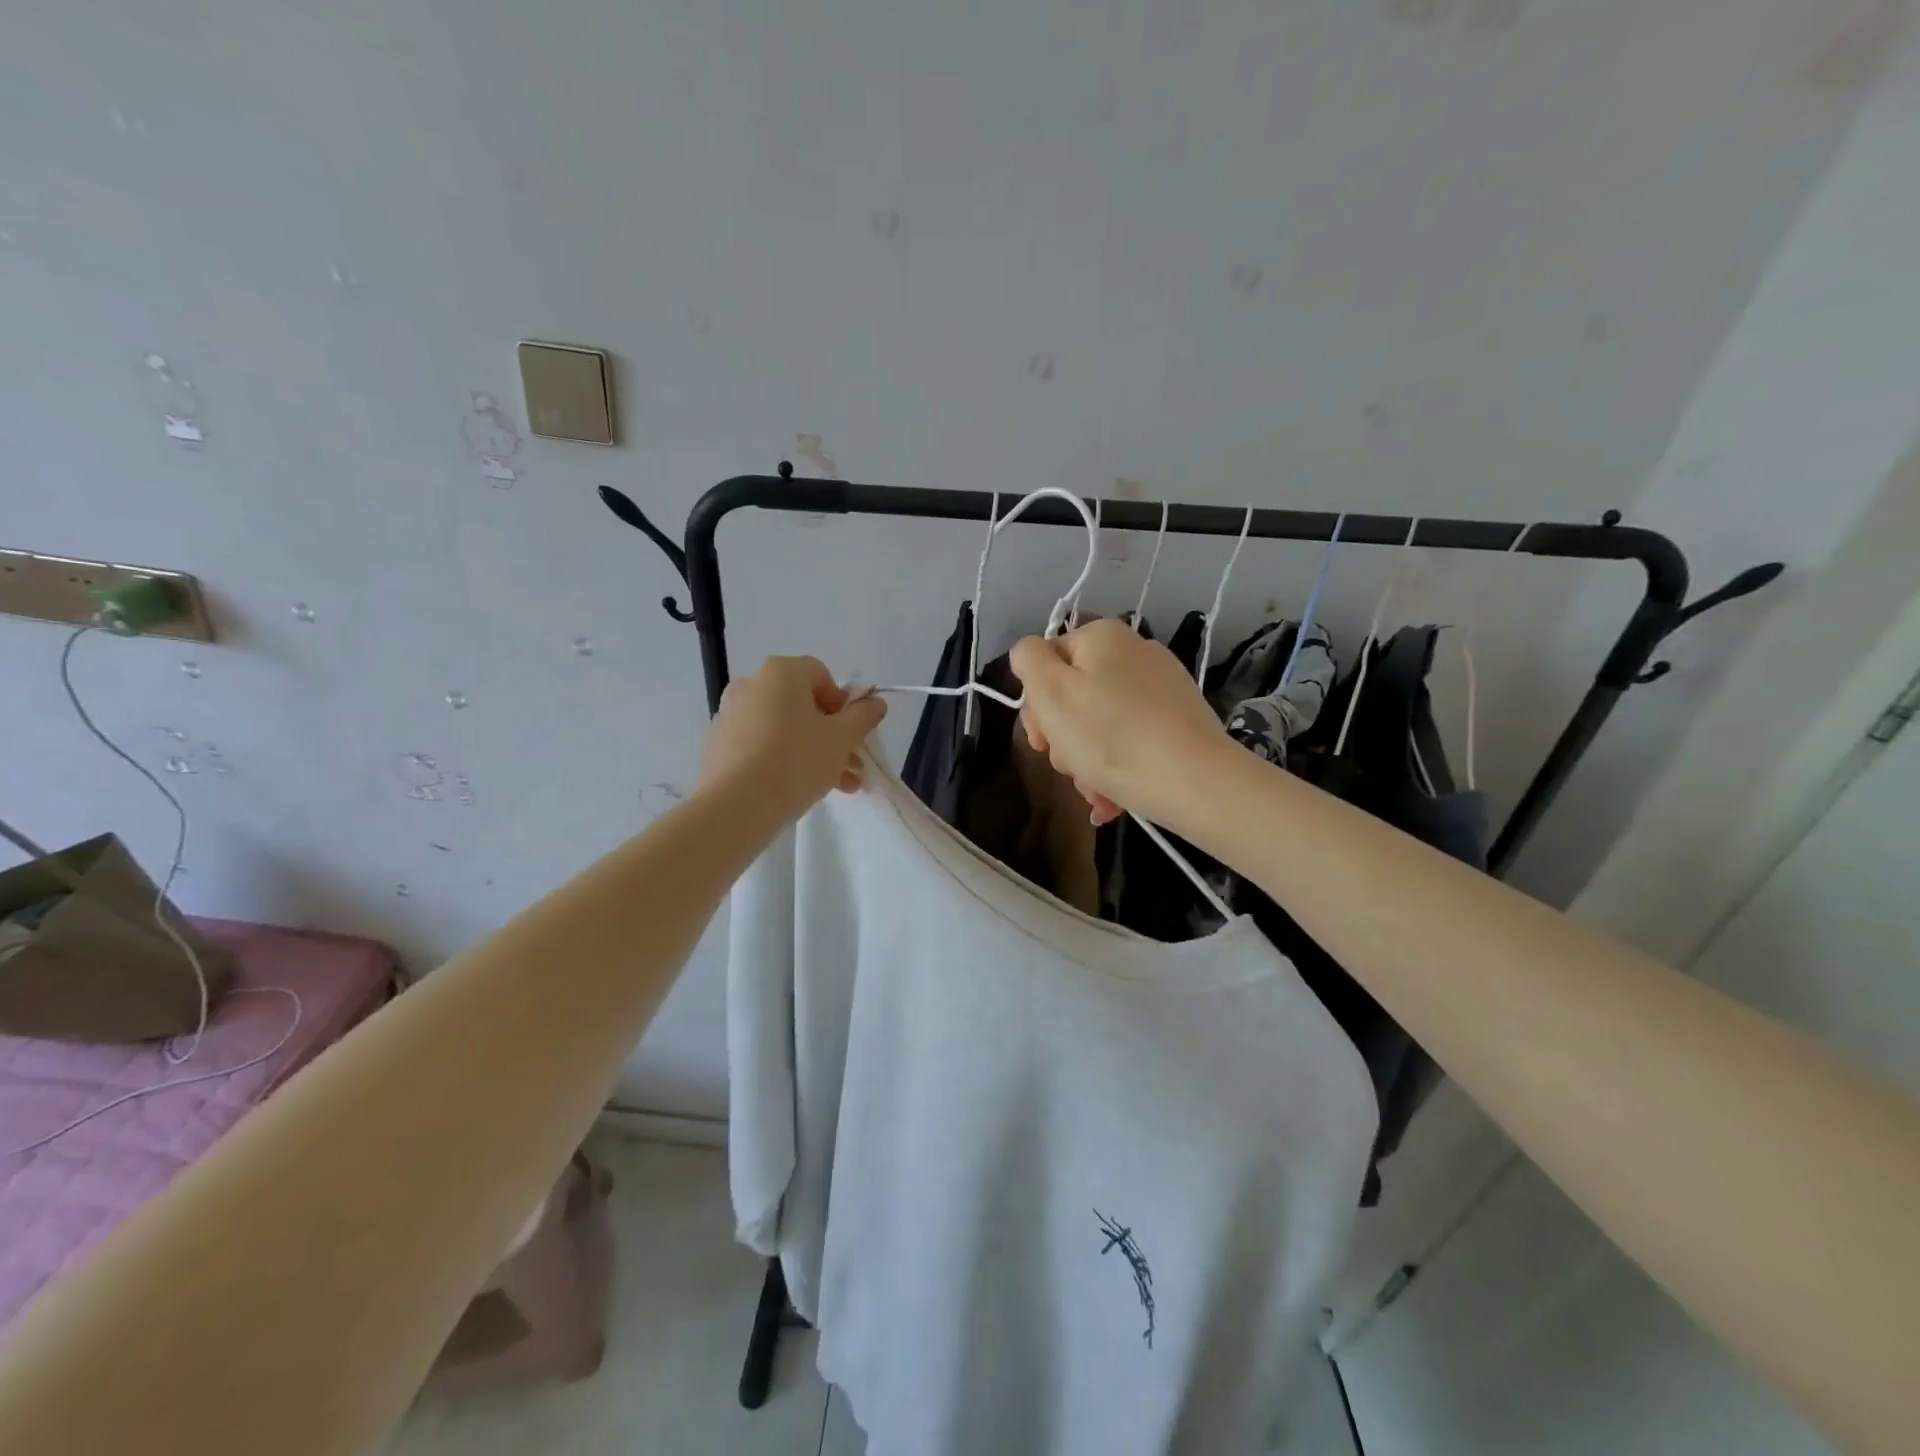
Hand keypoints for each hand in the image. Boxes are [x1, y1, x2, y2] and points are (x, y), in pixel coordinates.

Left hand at [700, 656, 886, 821]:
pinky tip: (800, 789)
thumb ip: (863, 717)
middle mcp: (751, 684)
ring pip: (783, 728)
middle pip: (802, 705)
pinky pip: (760, 744)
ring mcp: (730, 714)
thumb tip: (875, 703)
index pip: (821, 675)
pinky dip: (782, 759)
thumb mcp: (842, 739)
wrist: (736, 806)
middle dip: (832, 735)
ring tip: (836, 787)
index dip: (843, 703)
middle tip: (850, 766)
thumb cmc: (797, 761)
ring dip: (813, 751)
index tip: (851, 733)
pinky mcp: (719, 745)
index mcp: (781, 672)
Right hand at [1010, 619, 1229, 827]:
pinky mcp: (1179, 720)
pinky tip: (1112, 800)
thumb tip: (1028, 654)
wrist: (1194, 783)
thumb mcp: (1051, 692)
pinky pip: (1130, 739)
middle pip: (1073, 695)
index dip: (1036, 706)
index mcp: (1101, 637)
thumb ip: (1028, 659)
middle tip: (1070, 767)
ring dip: (1087, 762)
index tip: (1042, 742)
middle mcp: (1134, 652)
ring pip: (1100, 724)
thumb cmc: (1110, 737)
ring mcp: (1161, 686)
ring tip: (1096, 791)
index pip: (1045, 663)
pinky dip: (1116, 767)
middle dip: (1064, 738)